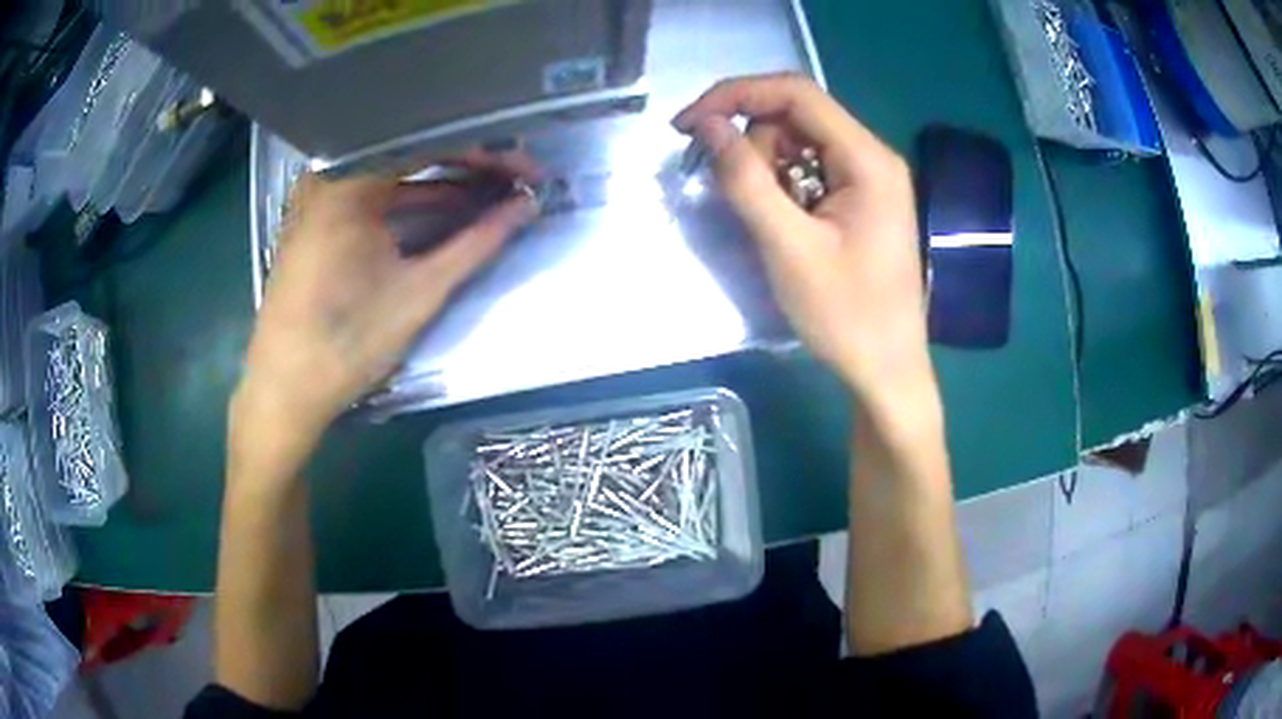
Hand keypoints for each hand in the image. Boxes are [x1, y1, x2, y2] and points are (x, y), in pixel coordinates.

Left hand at [237, 158, 538, 441]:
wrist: (285, 391)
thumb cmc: (347, 342)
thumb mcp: (420, 291)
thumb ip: (477, 243)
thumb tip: (527, 207)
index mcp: (348, 180)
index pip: (431, 143)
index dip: (487, 152)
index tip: (528, 170)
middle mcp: (330, 175)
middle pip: (412, 152)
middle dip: (469, 164)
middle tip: (516, 177)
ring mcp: (319, 197)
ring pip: (393, 174)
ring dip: (442, 184)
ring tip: (491, 192)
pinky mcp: (317, 221)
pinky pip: (373, 195)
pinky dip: (409, 203)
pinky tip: (445, 210)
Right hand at [673, 74, 929, 400]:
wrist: (887, 370)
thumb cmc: (845, 315)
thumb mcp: (787, 246)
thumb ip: (745, 180)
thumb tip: (707, 125)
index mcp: (866, 158)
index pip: (794, 92)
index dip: (735, 95)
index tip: (688, 125)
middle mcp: (872, 156)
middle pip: (796, 116)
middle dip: (753, 143)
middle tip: (737, 194)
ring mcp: (870, 178)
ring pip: (800, 144)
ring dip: (767, 168)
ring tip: (769, 222)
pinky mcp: (861, 200)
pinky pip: (811, 171)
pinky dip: (784, 186)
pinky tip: (783, 224)